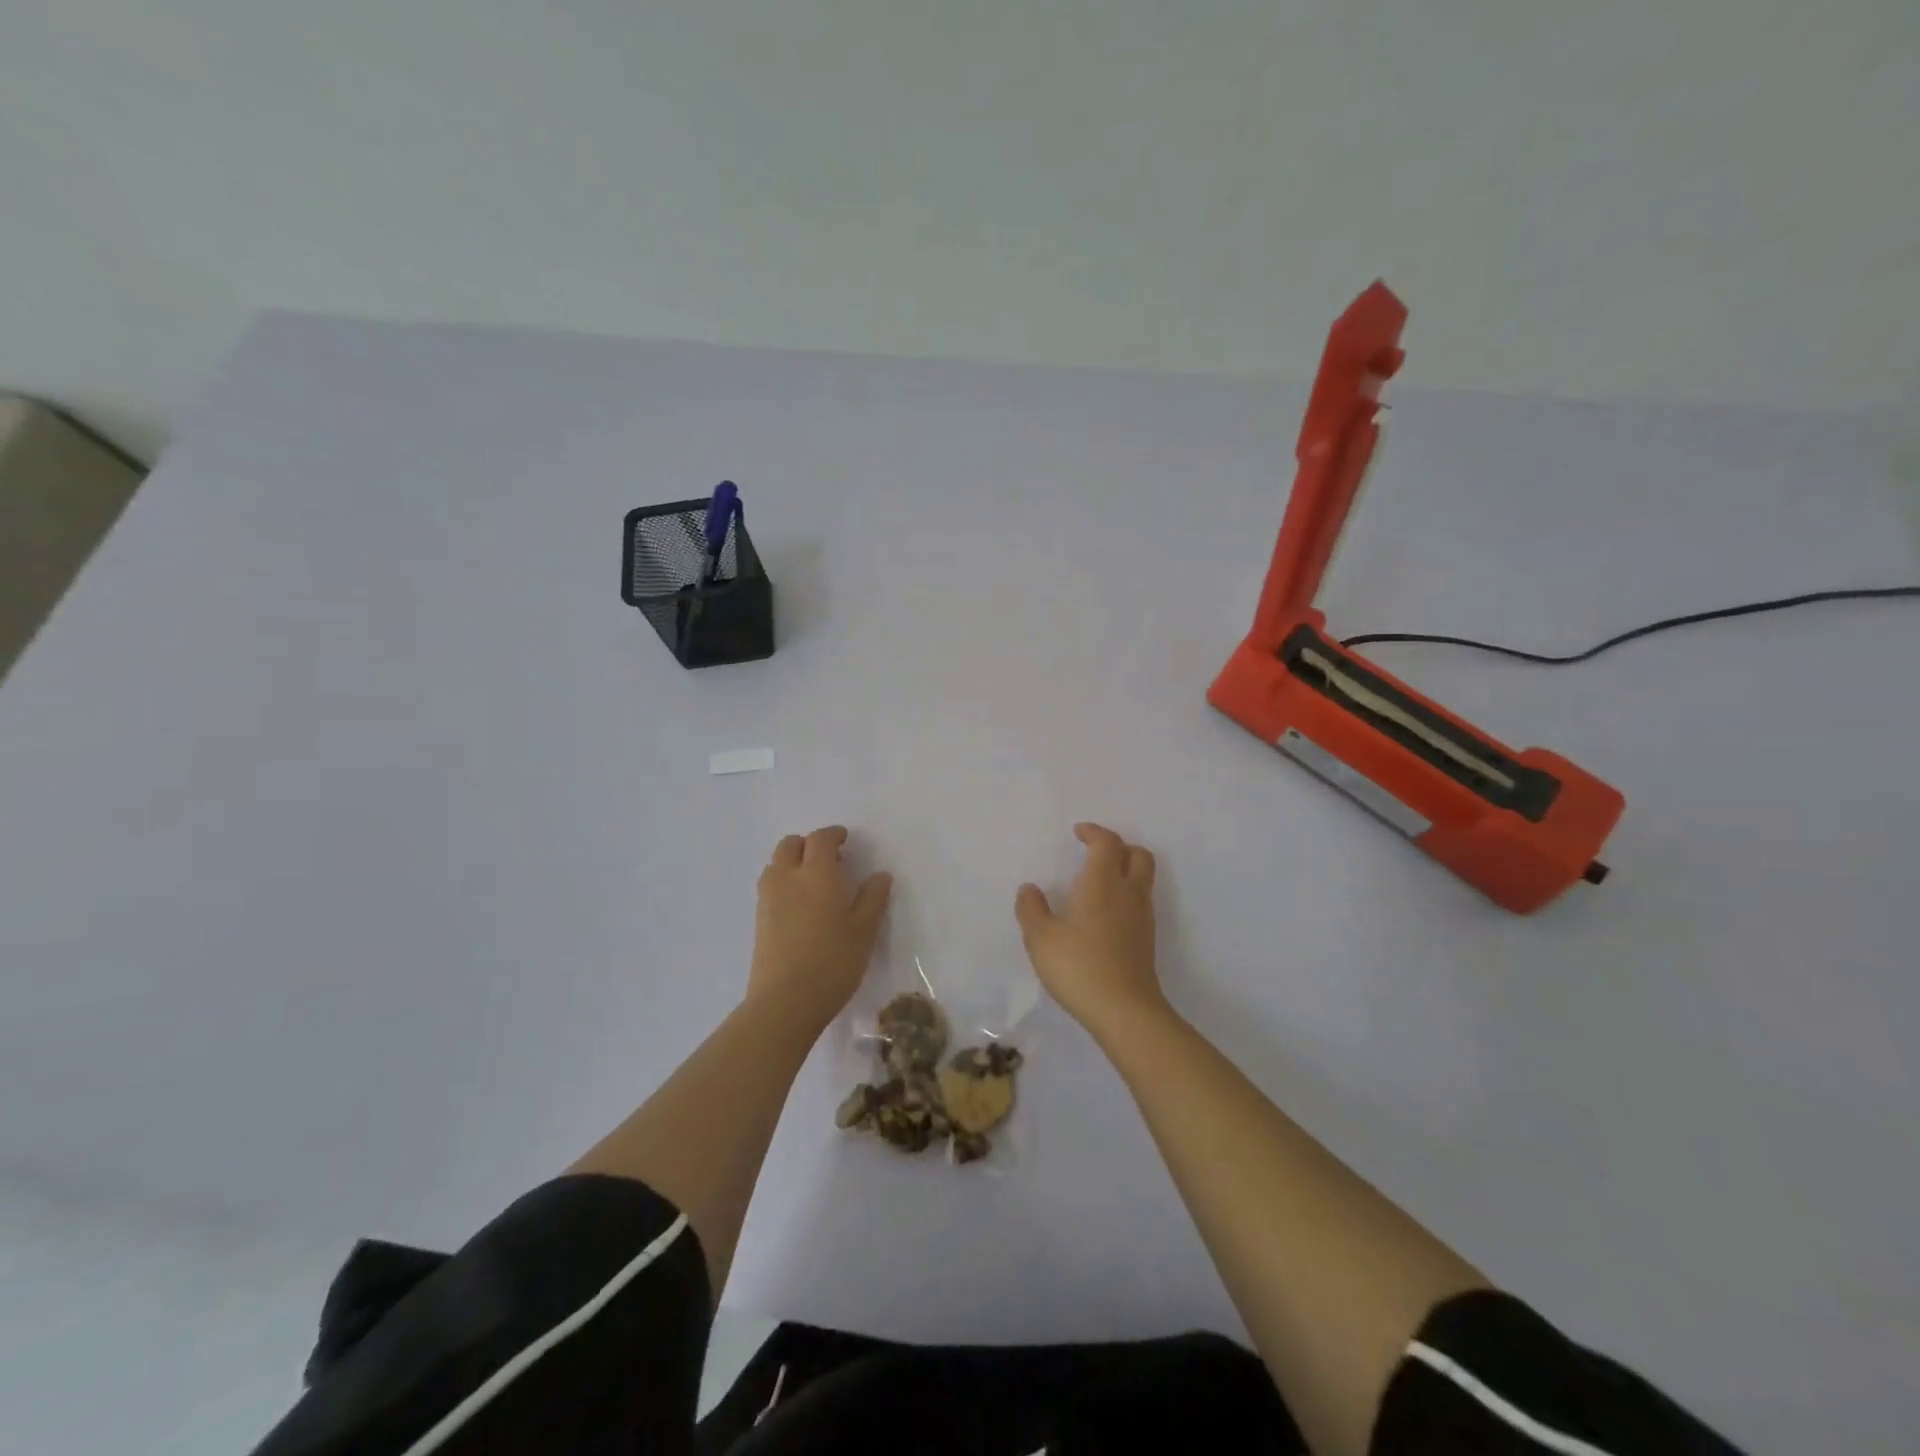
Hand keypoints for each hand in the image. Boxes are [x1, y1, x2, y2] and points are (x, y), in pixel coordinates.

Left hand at [749, 826, 891, 1032]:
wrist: (785, 1002)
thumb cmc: (833, 962)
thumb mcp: (864, 931)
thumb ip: (873, 899)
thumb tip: (879, 875)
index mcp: (817, 873)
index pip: (821, 839)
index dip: (833, 835)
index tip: (845, 840)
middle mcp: (787, 877)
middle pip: (791, 844)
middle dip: (808, 845)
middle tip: (829, 860)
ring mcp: (768, 898)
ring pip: (776, 864)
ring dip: (793, 862)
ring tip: (813, 882)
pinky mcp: (758, 920)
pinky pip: (770, 886)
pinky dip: (784, 882)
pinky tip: (800, 906)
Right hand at [1015, 823, 1165, 1037]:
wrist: (1125, 1010)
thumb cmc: (1079, 966)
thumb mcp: (1040, 938)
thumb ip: (1031, 909)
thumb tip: (1029, 889)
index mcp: (1102, 882)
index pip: (1107, 842)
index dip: (1094, 832)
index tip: (1078, 832)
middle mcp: (1128, 892)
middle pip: (1138, 854)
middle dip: (1118, 846)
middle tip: (1095, 851)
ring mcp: (1143, 916)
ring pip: (1143, 878)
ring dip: (1126, 869)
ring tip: (1099, 881)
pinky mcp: (1147, 939)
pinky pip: (1141, 901)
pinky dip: (1127, 894)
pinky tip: (1106, 913)